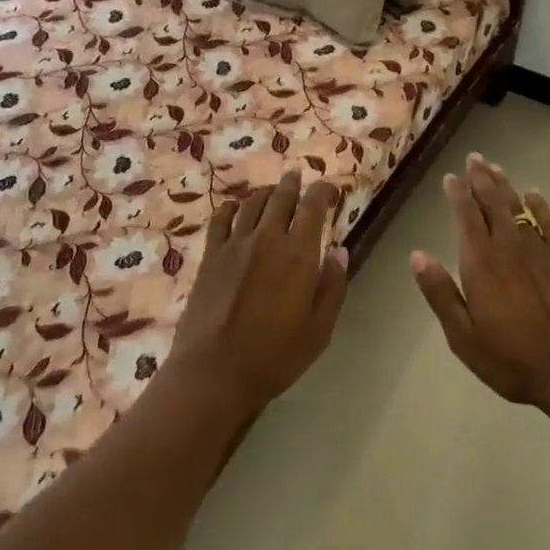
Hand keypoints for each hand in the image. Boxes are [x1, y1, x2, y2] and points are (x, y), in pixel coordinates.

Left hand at [166, 170, 350, 417]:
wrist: (214, 371)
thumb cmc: (275, 355)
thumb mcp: (319, 329)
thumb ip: (332, 286)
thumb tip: (339, 251)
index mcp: (298, 254)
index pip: (313, 206)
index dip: (323, 191)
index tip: (330, 189)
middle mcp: (266, 239)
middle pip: (281, 197)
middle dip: (293, 184)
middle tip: (299, 178)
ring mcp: (234, 245)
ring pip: (251, 203)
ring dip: (266, 193)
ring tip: (273, 192)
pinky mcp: (210, 256)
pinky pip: (220, 219)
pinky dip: (231, 207)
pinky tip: (236, 208)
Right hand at [412, 153, 549, 410]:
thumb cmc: (510, 358)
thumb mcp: (462, 335)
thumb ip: (440, 293)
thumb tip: (416, 255)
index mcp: (480, 263)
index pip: (466, 217)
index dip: (458, 194)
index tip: (451, 177)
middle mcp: (508, 247)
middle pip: (493, 203)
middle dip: (481, 179)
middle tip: (474, 158)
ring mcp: (540, 250)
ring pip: (519, 207)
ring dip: (505, 186)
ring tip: (495, 167)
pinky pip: (549, 223)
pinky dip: (540, 206)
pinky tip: (534, 194)